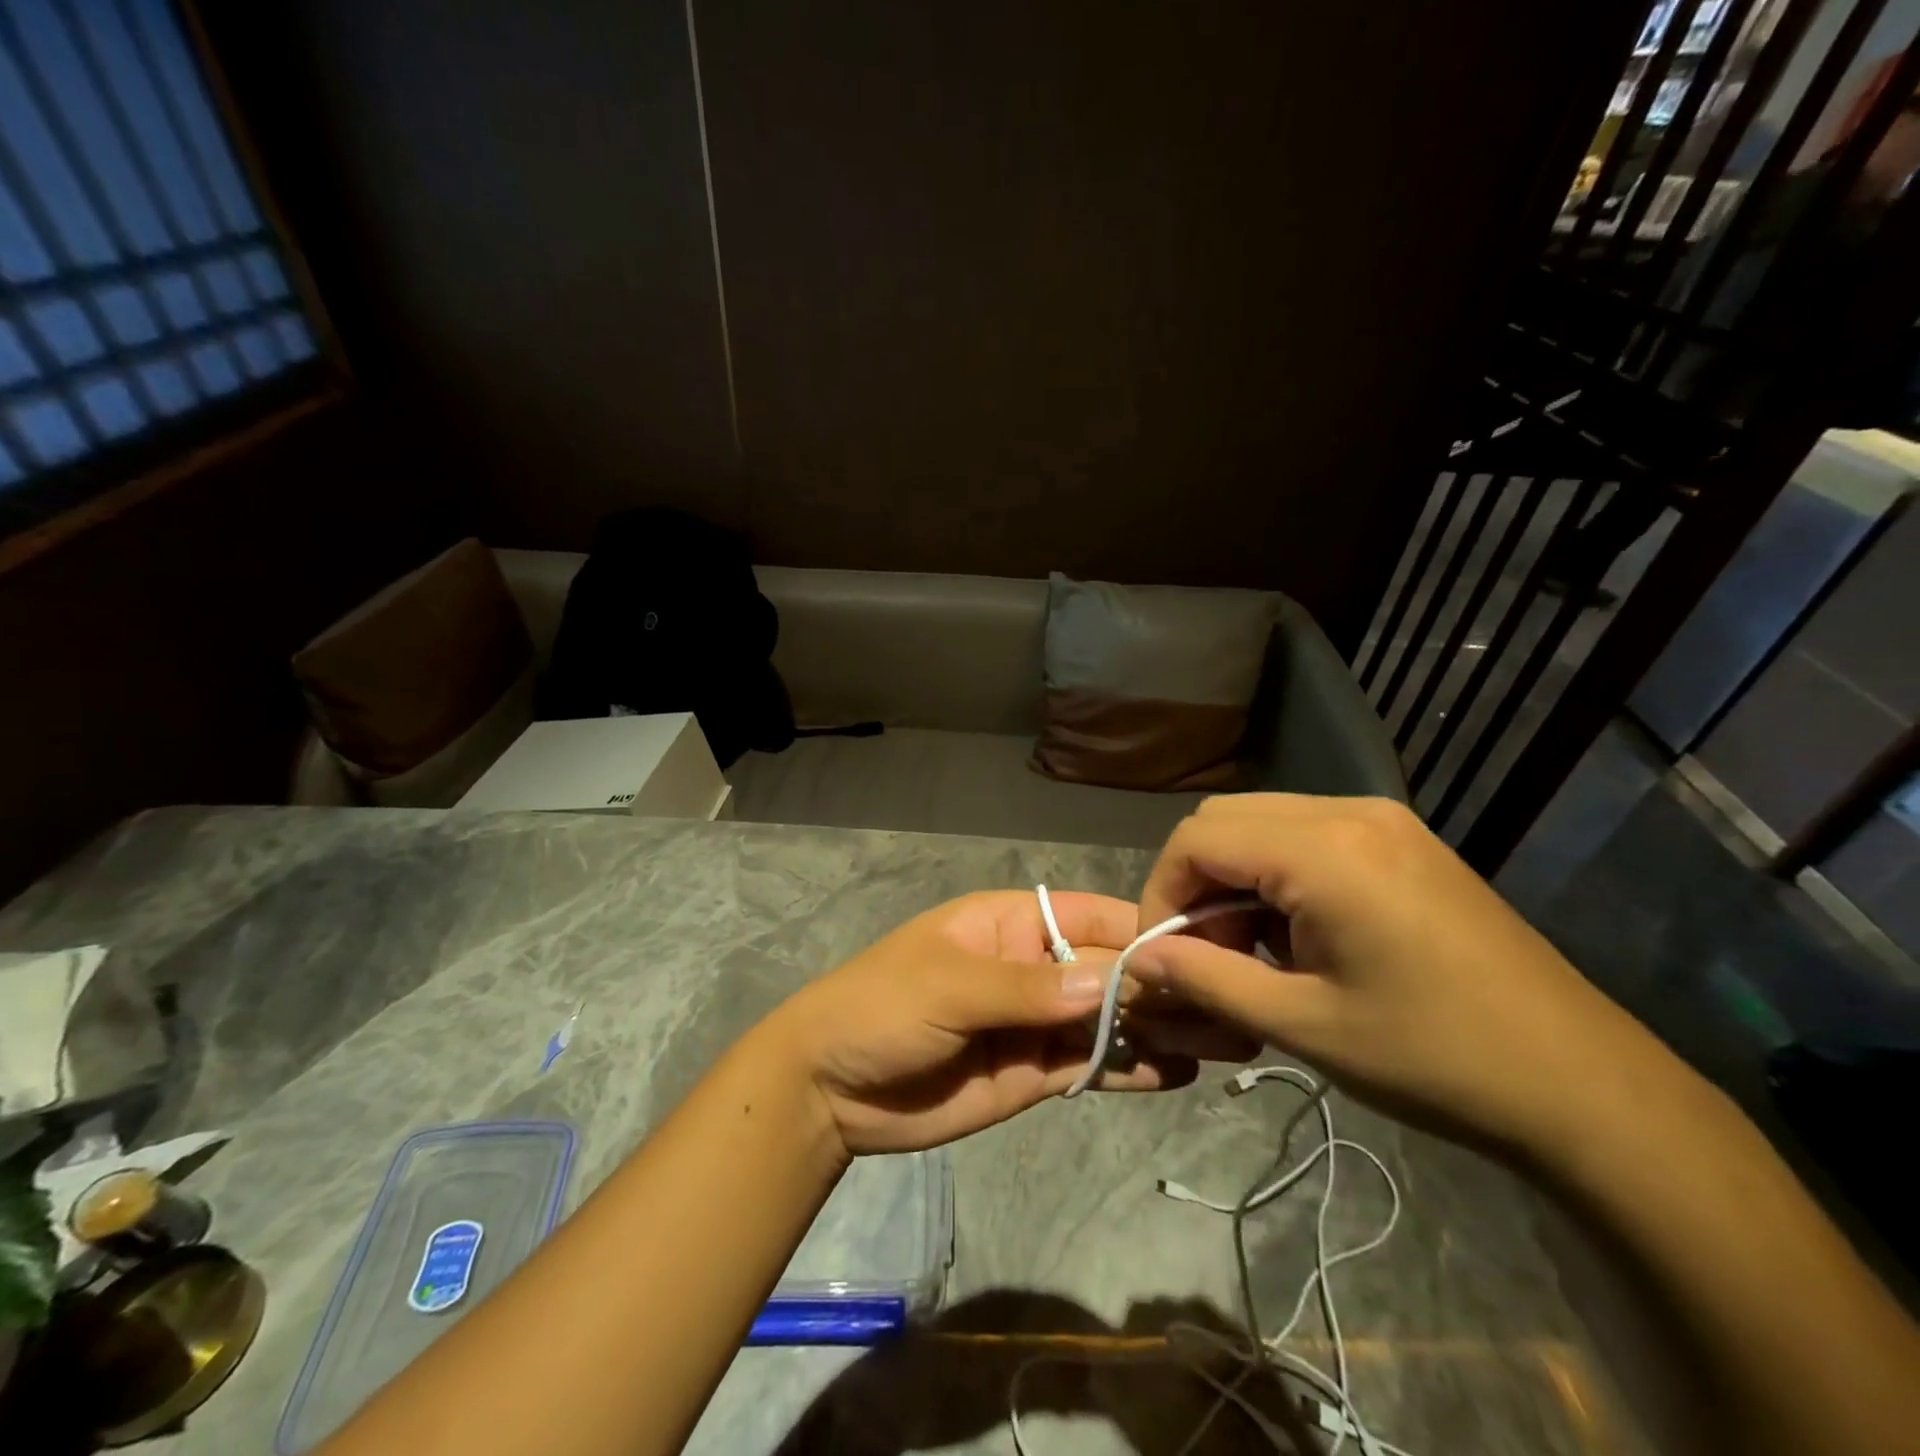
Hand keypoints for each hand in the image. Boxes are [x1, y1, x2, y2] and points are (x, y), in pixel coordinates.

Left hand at [766, 890, 1251, 1157]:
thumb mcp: (948, 986)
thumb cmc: (881, 1008)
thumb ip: (1026, 990)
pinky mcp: (1034, 1072)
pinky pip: (1090, 1065)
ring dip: (1159, 1028)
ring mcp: (1037, 1022)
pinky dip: (1129, 1068)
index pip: (1089, 917)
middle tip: (1232, 1008)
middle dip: (1163, 986)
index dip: (1141, 931)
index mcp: (1010, 924)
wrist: (831, 1089)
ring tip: (1225, 1042)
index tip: (1201, 952)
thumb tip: (1110, 982)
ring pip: (1109, 1019)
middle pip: (1109, 970)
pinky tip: (1175, 1074)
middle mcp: (1033, 967)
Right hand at [1126, 794, 1671, 1156]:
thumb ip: (1205, 979)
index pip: (1195, 839)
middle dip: (1194, 882)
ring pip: (1261, 823)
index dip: (1162, 893)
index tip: (1164, 954)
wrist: (1584, 1086)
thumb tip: (1137, 958)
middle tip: (1206, 953)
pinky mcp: (1403, 839)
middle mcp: (1348, 812)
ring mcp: (1382, 820)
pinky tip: (1298, 934)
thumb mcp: (1303, 1024)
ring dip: (1233, 877)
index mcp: (1322, 850)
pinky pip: (1305, 834)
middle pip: (1223, 820)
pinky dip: (1275, 873)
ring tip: (1250, 950)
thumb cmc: (1435, 1058)